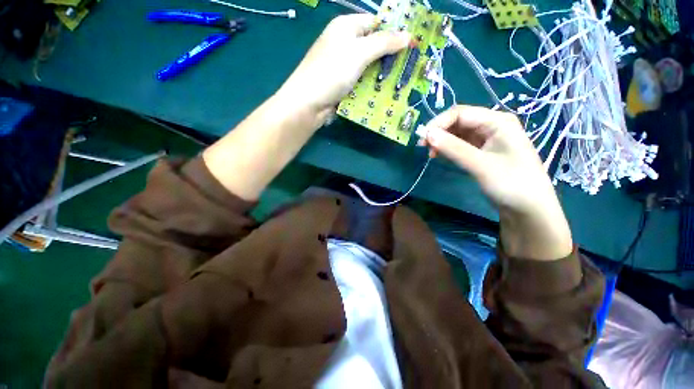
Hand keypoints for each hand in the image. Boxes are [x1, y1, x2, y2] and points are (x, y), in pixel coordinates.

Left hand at [277, 14, 410, 122]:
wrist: (309, 103)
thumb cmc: (332, 71)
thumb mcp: (359, 52)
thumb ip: (383, 43)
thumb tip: (407, 35)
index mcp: (345, 27)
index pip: (374, 23)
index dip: (392, 32)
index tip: (410, 45)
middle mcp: (344, 44)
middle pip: (372, 47)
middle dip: (388, 58)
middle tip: (407, 68)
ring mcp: (342, 67)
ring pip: (368, 68)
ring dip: (380, 76)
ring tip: (399, 83)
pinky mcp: (342, 85)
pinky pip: (361, 83)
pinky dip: (370, 87)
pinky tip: (382, 93)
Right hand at [420, 106, 572, 259]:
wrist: (528, 209)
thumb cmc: (511, 184)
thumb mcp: (481, 165)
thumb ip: (453, 148)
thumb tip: (427, 134)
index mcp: (497, 121)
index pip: (461, 113)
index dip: (439, 123)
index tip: (423, 139)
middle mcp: (492, 125)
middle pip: (458, 121)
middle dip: (439, 132)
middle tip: (423, 147)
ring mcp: (487, 139)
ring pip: (457, 133)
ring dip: (441, 140)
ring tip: (430, 153)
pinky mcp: (481, 151)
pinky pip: (460, 144)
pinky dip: (447, 148)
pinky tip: (439, 155)